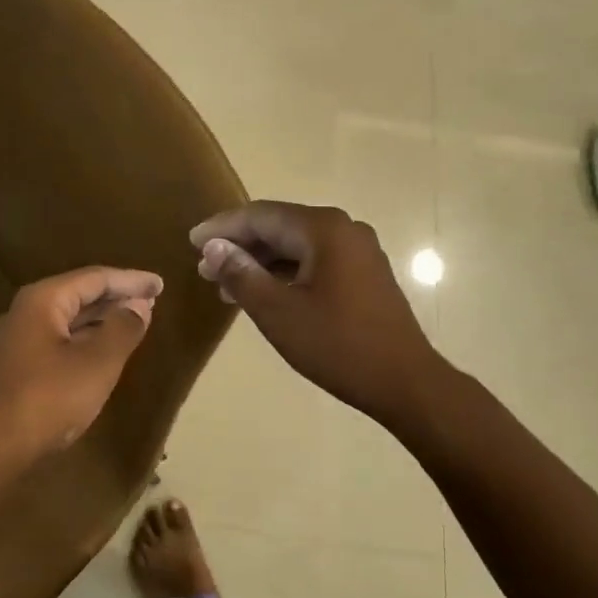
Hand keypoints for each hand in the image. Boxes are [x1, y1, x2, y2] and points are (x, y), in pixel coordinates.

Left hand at [0, 266, 162, 462]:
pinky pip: (59, 340)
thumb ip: (123, 328)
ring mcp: (17, 341)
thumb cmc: (49, 398)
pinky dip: (86, 338)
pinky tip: (103, 350)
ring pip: (68, 319)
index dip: (131, 280)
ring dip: (102, 319)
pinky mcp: (16, 368)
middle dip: (117, 297)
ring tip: (134, 321)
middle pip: (79, 294)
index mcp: (43, 300)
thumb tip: (139, 306)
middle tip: (151, 300)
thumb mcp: (98, 362)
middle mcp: (25, 312)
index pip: (95, 278)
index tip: (159, 284)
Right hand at [190, 202, 447, 425]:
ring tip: (227, 285)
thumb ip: (242, 274)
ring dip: (261, 262)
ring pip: (298, 246)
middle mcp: (344, 229)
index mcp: (324, 229)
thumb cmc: (337, 345)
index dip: (223, 227)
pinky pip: (316, 261)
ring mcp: (359, 251)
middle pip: (280, 226)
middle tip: (205, 267)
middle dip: (241, 246)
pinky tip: (264, 294)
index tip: (192, 241)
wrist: (404, 381)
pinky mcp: (365, 273)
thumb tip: (213, 247)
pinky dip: (286, 273)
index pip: (261, 216)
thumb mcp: (278, 312)